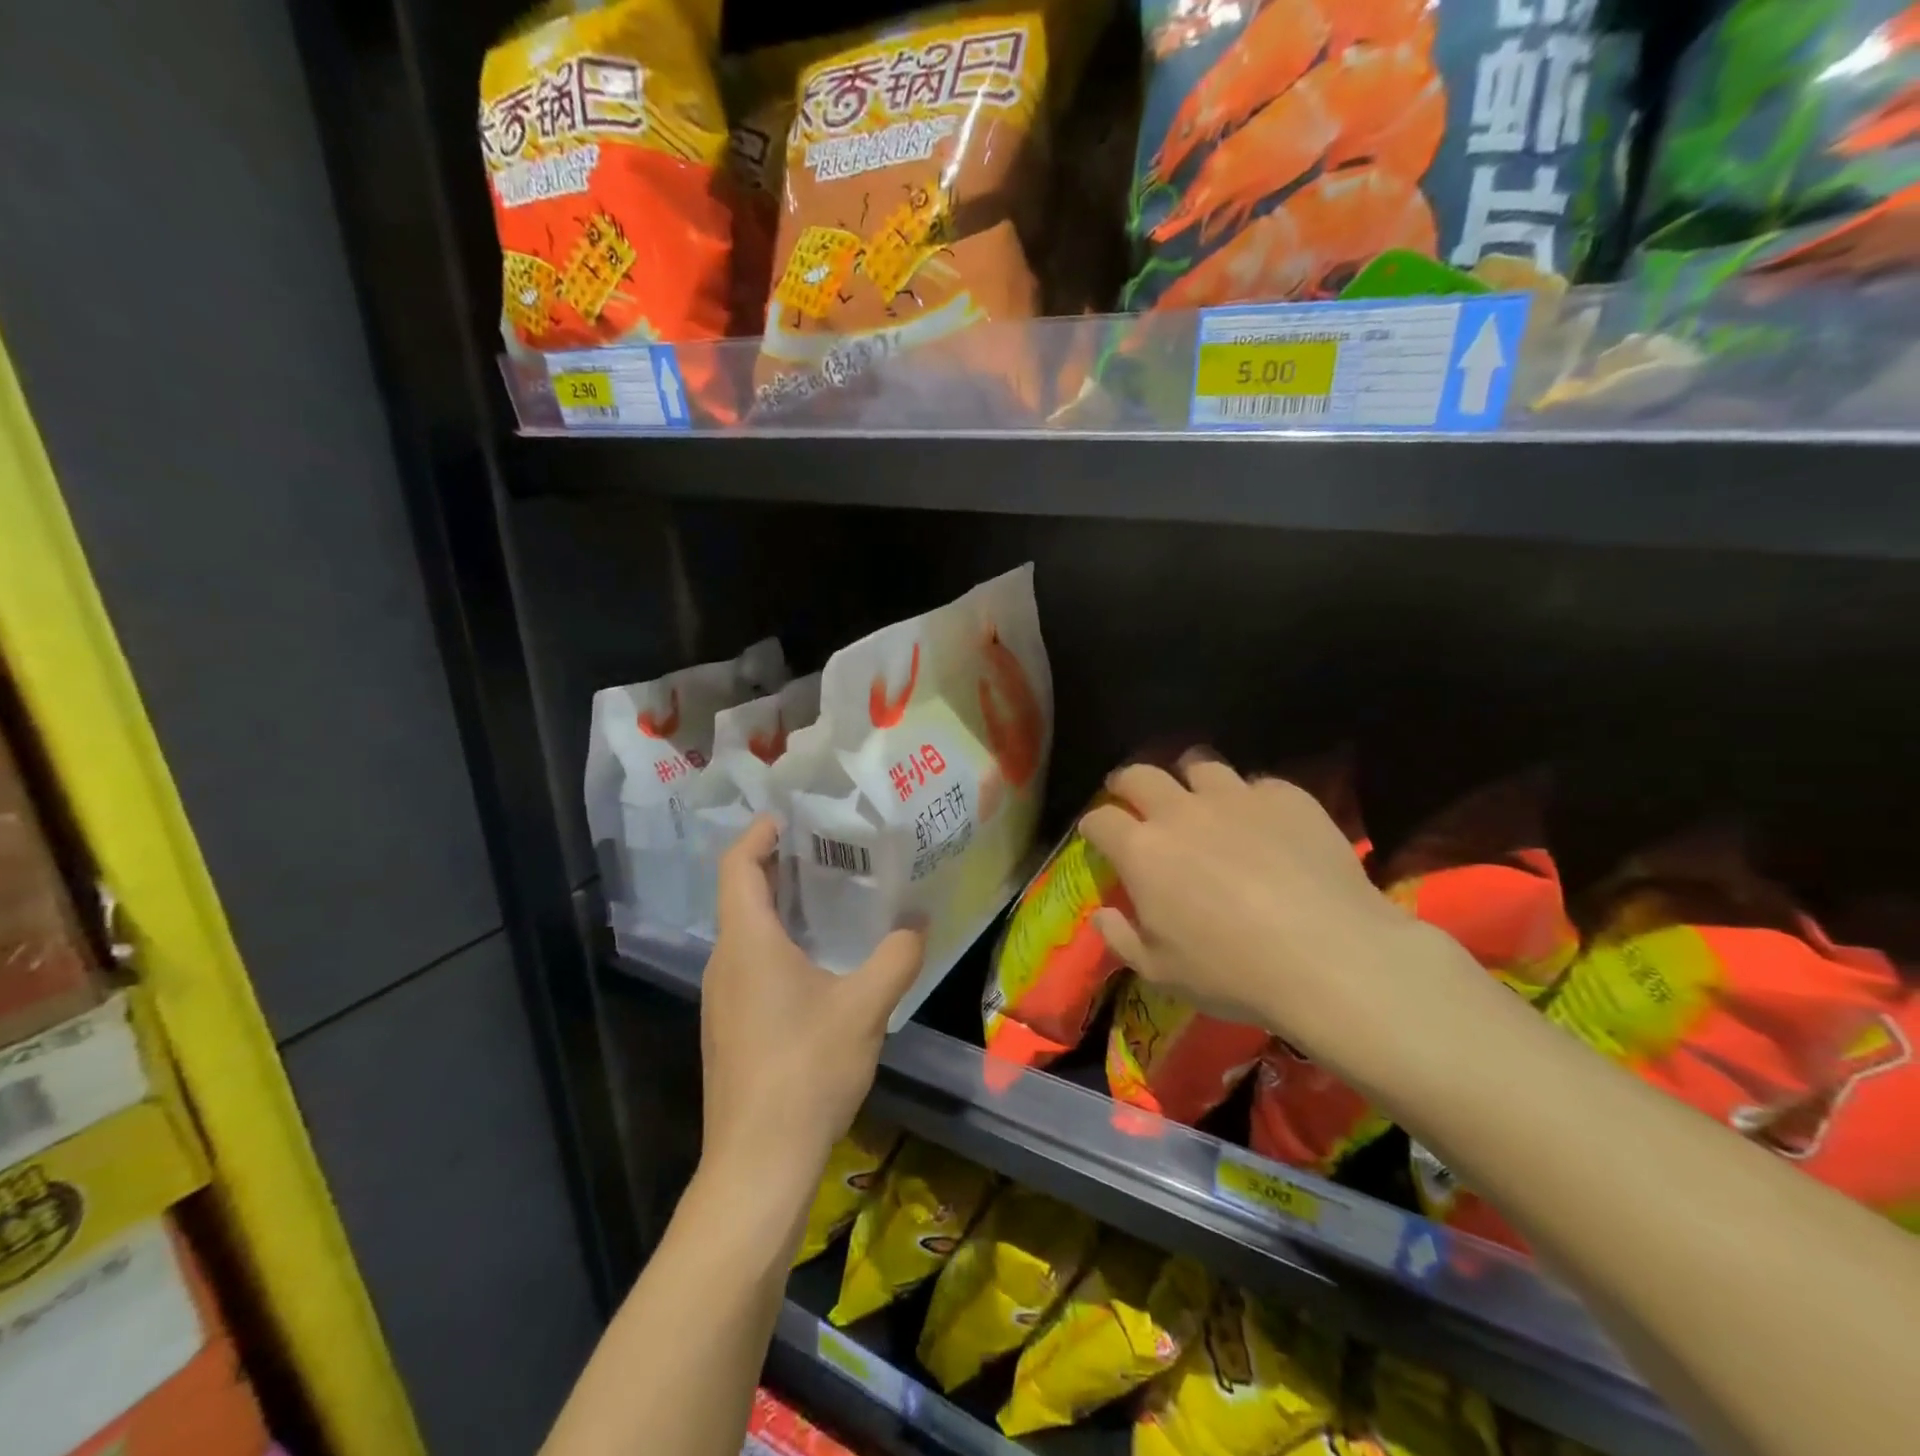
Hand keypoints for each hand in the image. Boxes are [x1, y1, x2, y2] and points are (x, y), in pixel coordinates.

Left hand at [699, 817, 924, 1198]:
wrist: (757, 1164)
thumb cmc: (806, 1071)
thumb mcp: (865, 1008)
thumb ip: (896, 957)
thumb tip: (919, 923)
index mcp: (748, 943)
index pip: (737, 866)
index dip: (757, 834)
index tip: (790, 816)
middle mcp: (725, 962)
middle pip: (740, 894)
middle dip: (778, 865)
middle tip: (826, 848)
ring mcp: (722, 998)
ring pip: (745, 932)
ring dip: (779, 906)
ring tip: (829, 896)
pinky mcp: (730, 1027)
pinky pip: (749, 963)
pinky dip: (777, 942)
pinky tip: (817, 960)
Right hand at [1079, 756, 1477, 1093]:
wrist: (1330, 956)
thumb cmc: (1233, 972)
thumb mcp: (1162, 973)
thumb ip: (1122, 939)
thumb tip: (1102, 914)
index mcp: (1142, 851)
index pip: (1100, 819)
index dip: (1094, 825)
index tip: (1097, 835)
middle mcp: (1181, 811)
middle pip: (1140, 775)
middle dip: (1127, 782)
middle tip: (1133, 796)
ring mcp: (1236, 797)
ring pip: (1200, 764)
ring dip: (1189, 778)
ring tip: (1199, 796)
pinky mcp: (1286, 796)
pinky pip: (1258, 784)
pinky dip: (1251, 799)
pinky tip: (1264, 823)